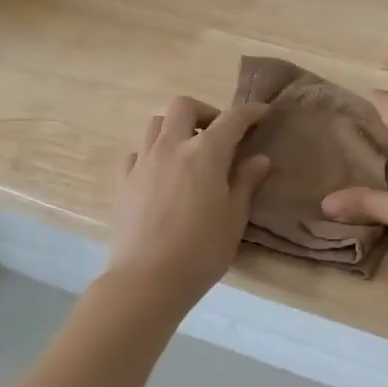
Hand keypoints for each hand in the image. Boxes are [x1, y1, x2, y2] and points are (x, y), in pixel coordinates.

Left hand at [105, 96, 270, 305]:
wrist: (147, 280)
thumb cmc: (202, 249)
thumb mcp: (235, 217)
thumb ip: (246, 182)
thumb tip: (259, 158)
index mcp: (205, 152)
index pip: (232, 118)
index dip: (250, 112)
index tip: (263, 113)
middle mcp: (172, 147)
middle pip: (184, 106)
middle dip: (205, 112)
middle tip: (218, 134)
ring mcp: (143, 162)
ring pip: (156, 124)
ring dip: (176, 128)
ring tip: (189, 152)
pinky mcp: (124, 182)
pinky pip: (138, 153)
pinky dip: (153, 154)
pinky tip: (162, 175)